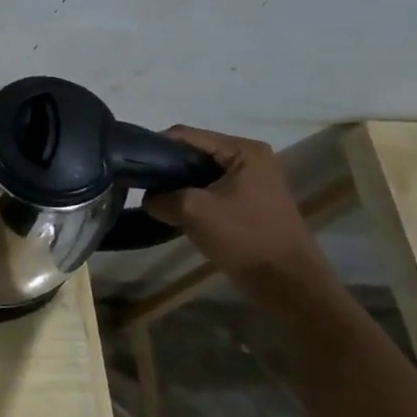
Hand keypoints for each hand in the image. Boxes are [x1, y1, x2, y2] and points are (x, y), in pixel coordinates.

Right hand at [142, 126, 327, 283]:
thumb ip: (160, 197)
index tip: (131, 164)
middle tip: (140, 184)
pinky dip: (191, 198)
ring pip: (199, 173)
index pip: (185, 135)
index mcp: (242, 150)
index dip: (155, 147)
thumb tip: (147, 197)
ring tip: (154, 199)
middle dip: (166, 167)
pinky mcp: (248, 202)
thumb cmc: (242, 236)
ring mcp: (250, 181)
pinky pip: (210, 190)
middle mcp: (249, 158)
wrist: (285, 281)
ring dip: (177, 185)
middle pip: (193, 153)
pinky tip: (174, 212)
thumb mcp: (192, 210)